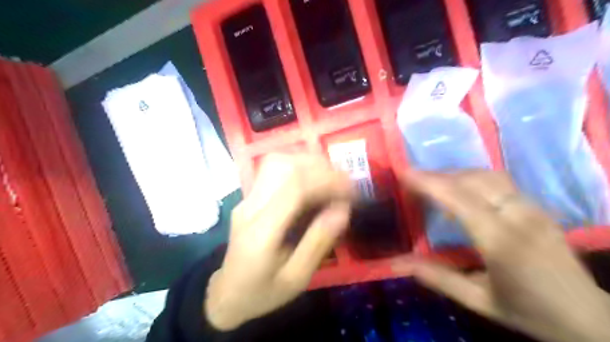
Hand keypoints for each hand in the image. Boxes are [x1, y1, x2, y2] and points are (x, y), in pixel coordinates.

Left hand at [203, 153, 353, 330]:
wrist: (228, 293)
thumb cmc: (263, 292)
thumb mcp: (296, 278)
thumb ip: (319, 242)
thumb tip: (343, 210)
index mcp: (260, 232)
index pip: (294, 188)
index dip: (327, 181)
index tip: (351, 190)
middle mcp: (250, 207)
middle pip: (283, 166)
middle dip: (319, 167)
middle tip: (344, 183)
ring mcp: (247, 199)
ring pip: (277, 162)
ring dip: (308, 164)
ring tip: (331, 179)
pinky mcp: (249, 197)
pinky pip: (274, 170)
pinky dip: (299, 167)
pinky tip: (313, 181)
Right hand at [393, 172, 609, 341]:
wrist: (589, 318)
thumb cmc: (529, 311)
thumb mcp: (478, 301)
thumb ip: (437, 278)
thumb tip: (397, 264)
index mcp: (502, 242)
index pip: (459, 199)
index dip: (429, 182)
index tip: (404, 173)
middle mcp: (519, 217)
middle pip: (472, 180)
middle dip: (437, 175)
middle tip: (412, 178)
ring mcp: (532, 208)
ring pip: (487, 175)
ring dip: (454, 173)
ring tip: (431, 182)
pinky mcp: (537, 206)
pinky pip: (499, 181)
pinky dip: (471, 178)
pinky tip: (459, 189)